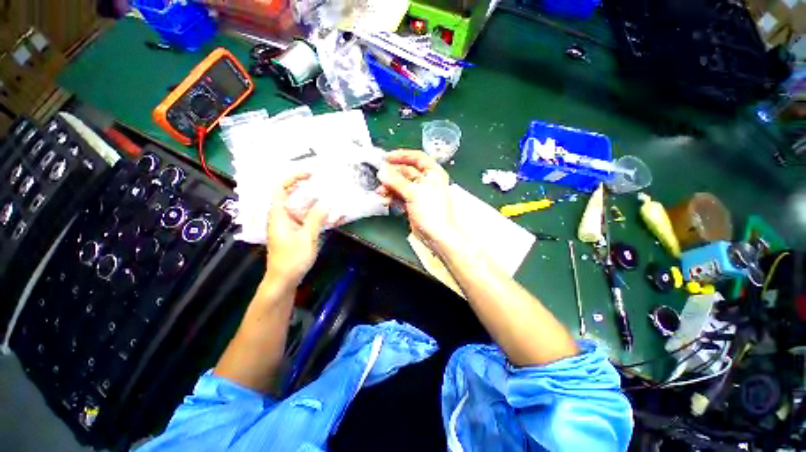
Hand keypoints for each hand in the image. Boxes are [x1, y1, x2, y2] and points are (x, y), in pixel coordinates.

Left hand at [265, 173, 328, 285]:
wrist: (284, 280)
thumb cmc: (292, 259)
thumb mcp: (307, 237)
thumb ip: (316, 218)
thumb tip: (327, 202)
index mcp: (278, 215)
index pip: (280, 188)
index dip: (293, 178)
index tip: (310, 175)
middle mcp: (282, 216)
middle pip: (292, 196)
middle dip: (309, 189)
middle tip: (326, 186)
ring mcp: (289, 225)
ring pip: (302, 208)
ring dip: (317, 204)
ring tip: (334, 201)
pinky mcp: (295, 232)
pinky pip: (307, 219)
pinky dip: (318, 216)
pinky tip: (333, 218)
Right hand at [377, 150, 456, 249]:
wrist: (435, 234)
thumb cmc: (429, 210)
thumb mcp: (413, 192)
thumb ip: (396, 181)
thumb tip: (381, 171)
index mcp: (433, 173)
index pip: (417, 157)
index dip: (402, 155)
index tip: (386, 157)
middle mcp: (427, 181)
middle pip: (407, 171)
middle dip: (392, 174)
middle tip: (379, 177)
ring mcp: (419, 193)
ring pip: (402, 184)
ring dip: (390, 187)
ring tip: (380, 192)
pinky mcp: (413, 203)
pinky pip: (400, 195)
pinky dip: (392, 196)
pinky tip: (385, 199)